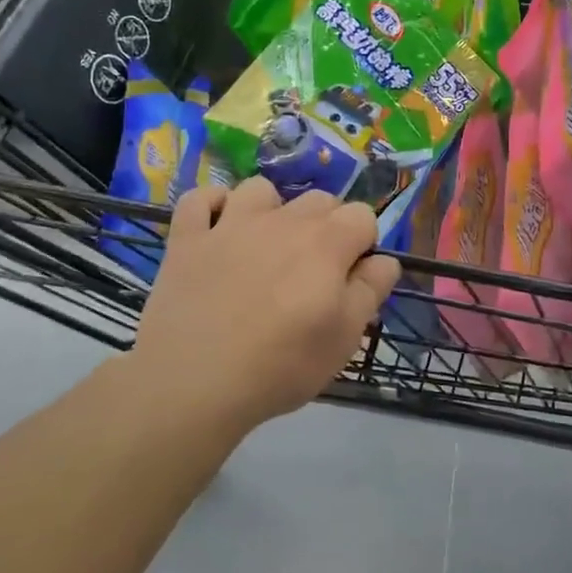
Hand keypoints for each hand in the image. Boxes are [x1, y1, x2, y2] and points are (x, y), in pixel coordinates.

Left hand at [132, 177, 400, 434]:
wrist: (193, 383)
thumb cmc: (280, 365)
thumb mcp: (344, 339)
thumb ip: (371, 290)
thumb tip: (384, 260)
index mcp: (326, 244)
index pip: (362, 215)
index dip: (363, 243)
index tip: (352, 277)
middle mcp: (281, 221)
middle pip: (319, 199)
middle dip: (326, 226)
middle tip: (312, 271)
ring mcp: (230, 224)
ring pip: (260, 189)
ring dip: (271, 210)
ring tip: (265, 245)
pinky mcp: (187, 238)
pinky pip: (200, 199)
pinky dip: (212, 206)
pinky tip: (217, 228)